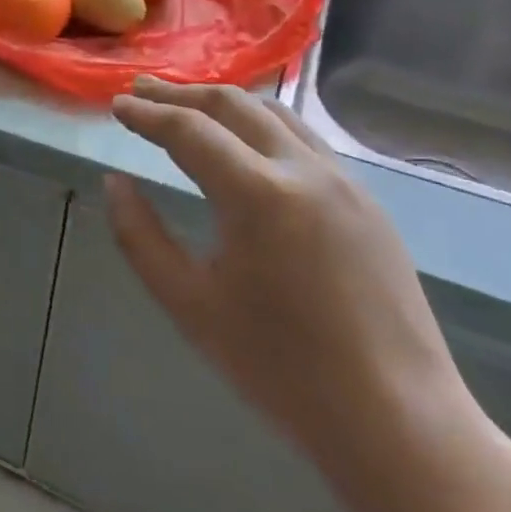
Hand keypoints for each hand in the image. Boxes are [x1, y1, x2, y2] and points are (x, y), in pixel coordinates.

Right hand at [106, 79, 481, 498]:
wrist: (395, 419)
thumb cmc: (279, 367)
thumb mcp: (188, 303)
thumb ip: (139, 236)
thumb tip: (115, 182)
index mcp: (258, 195)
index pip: (189, 130)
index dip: (146, 113)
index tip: (116, 104)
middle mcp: (306, 171)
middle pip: (234, 105)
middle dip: (181, 94)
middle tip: (141, 91)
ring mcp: (346, 183)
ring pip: (277, 115)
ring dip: (225, 103)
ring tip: (187, 107)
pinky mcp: (368, 203)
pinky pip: (306, 141)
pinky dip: (262, 126)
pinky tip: (245, 145)